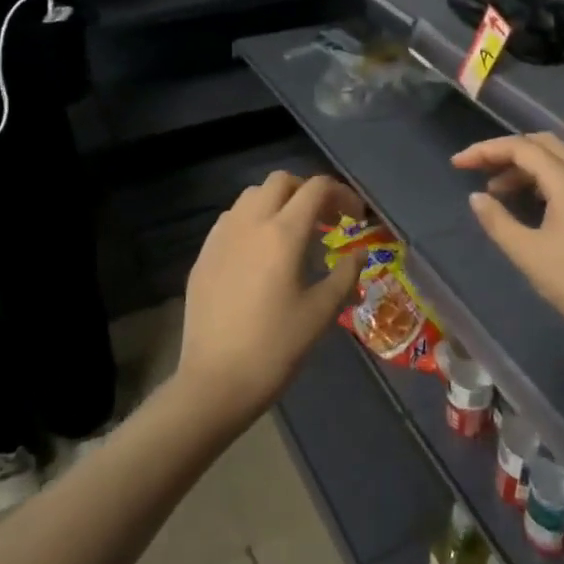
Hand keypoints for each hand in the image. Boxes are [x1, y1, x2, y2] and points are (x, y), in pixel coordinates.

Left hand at [179, 171, 367, 428]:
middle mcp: (249, 223)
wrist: (215, 382)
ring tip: (293, 235)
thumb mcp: (321, 313)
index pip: (316, 189)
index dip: (342, 195)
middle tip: (325, 222)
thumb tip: (359, 254)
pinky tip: (260, 254)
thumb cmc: (275, 348)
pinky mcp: (203, 255)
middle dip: (308, 192)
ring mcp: (221, 237)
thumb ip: (345, 274)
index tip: (355, 219)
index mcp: (283, 234)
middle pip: (281, 182)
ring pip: (251, 196)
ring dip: (278, 203)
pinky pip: (231, 219)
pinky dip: (252, 221)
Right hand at [452, 134, 563, 362]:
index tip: (458, 163)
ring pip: (558, 161)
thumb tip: (477, 197)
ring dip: (525, 167)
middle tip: (479, 169)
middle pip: (542, 144)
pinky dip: (543, 180)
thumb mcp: (526, 252)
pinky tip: (529, 205)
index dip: (485, 150)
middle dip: (506, 151)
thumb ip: (497, 220)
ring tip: (497, 191)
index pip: (520, 147)